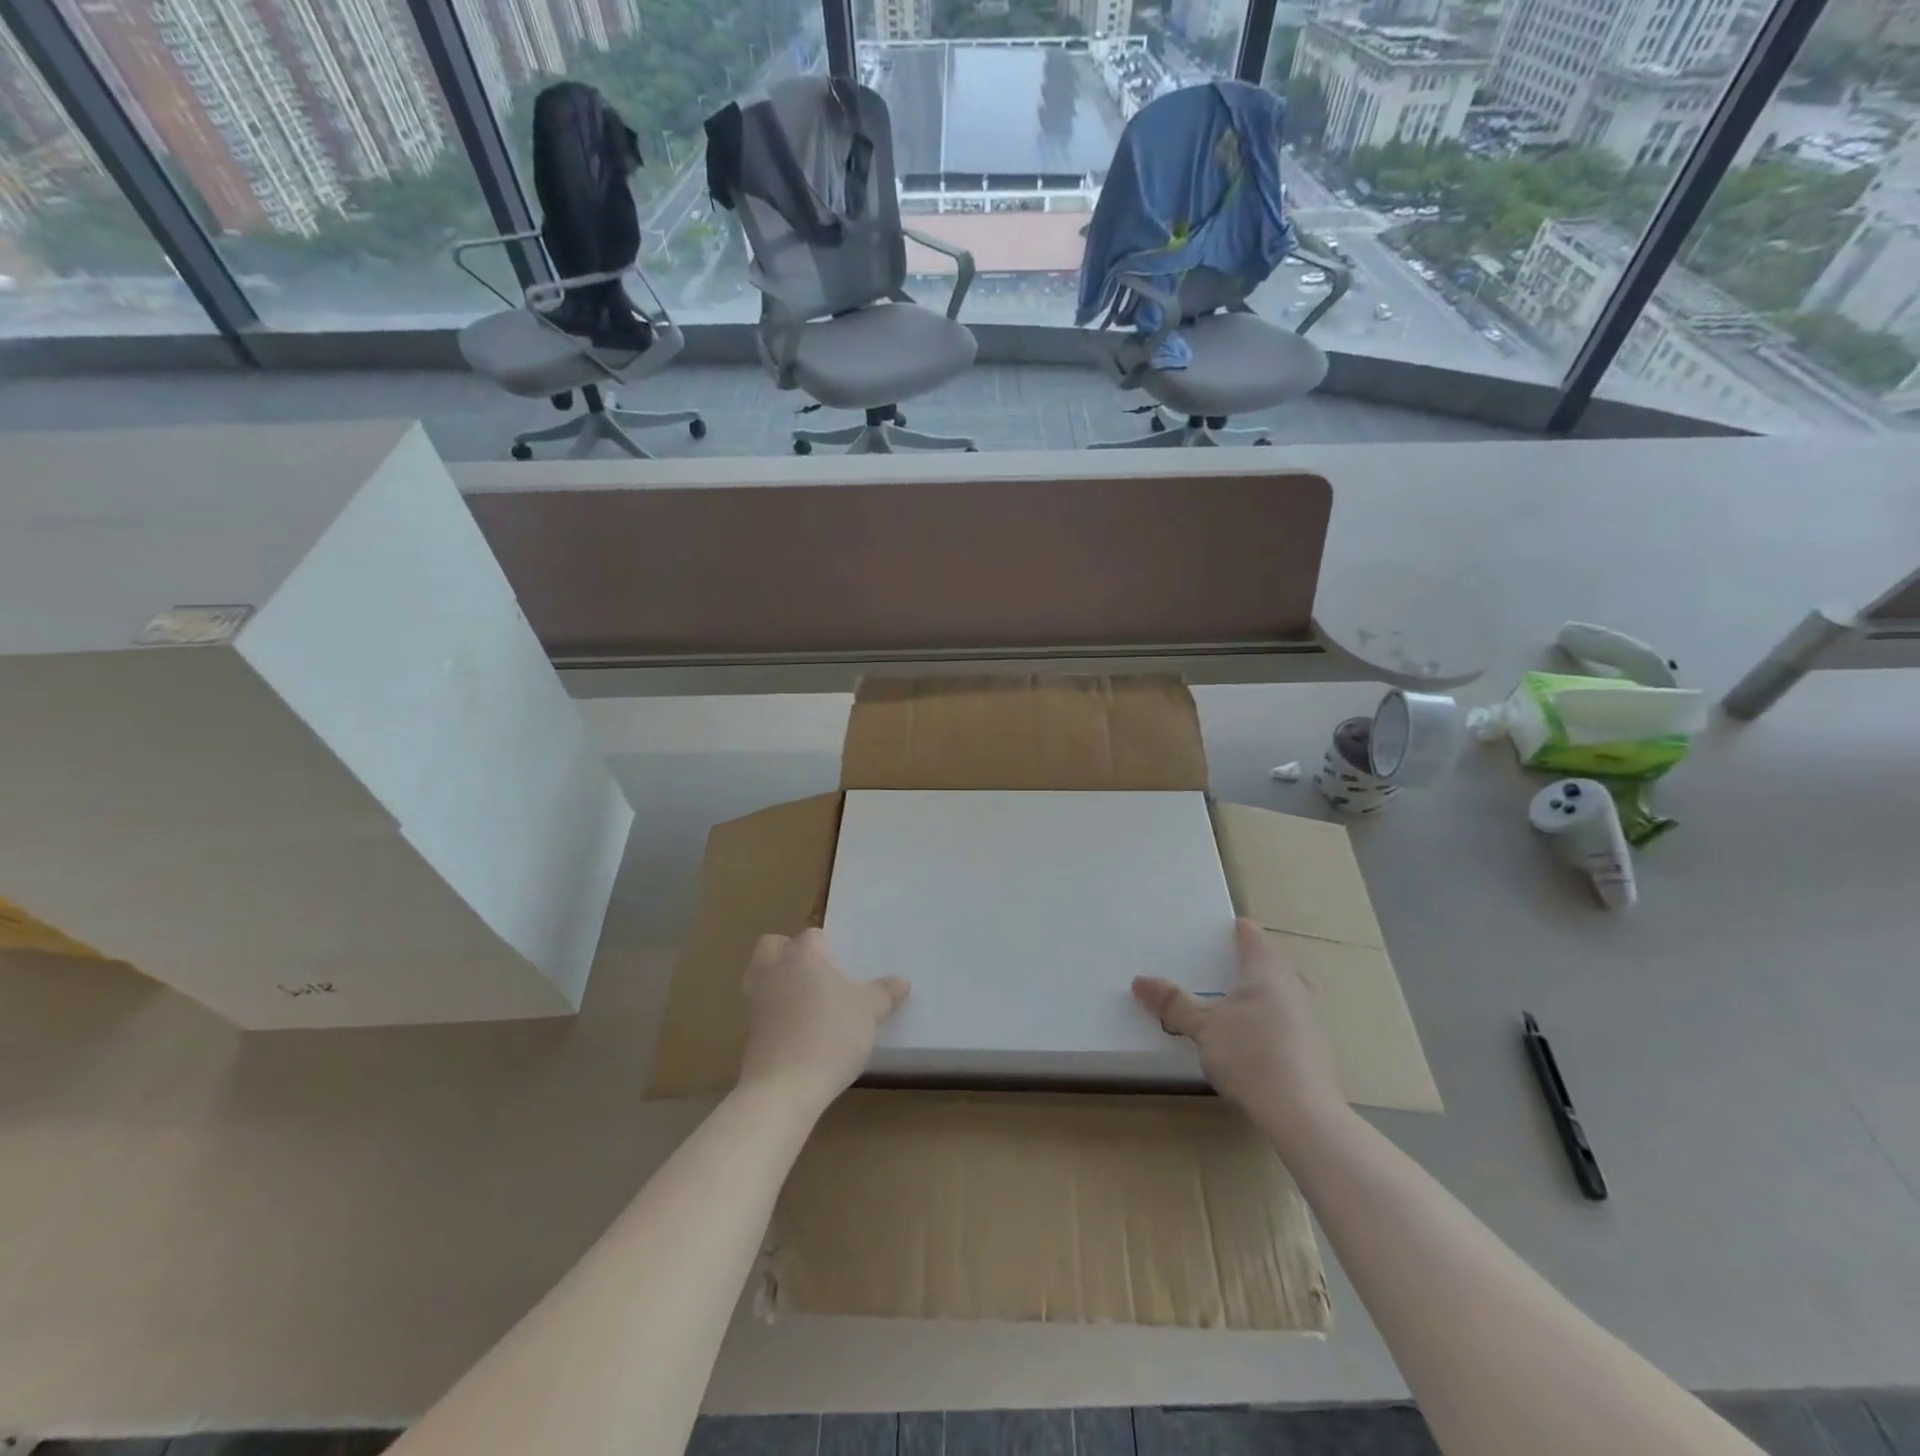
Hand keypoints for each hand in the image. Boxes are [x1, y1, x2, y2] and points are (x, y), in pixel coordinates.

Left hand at [738, 929, 908, 1113]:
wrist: (783, 1088)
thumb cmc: (830, 1036)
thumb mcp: (869, 1013)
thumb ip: (884, 993)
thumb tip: (902, 982)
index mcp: (803, 955)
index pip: (812, 936)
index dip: (827, 947)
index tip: (842, 966)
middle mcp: (774, 969)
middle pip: (773, 945)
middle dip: (789, 953)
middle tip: (815, 973)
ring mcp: (755, 1000)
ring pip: (761, 974)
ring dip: (777, 980)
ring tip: (805, 1001)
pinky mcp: (747, 1030)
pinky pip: (759, 1008)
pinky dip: (772, 1012)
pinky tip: (795, 1031)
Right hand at [1133, 919, 1345, 1147]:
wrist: (1303, 1114)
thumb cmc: (1250, 1054)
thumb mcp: (1202, 1027)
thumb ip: (1174, 1004)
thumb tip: (1139, 981)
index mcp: (1267, 973)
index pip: (1254, 937)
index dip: (1238, 930)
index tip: (1223, 929)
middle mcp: (1295, 989)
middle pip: (1280, 964)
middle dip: (1260, 963)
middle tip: (1235, 968)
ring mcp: (1312, 1022)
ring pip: (1293, 995)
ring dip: (1273, 996)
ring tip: (1245, 1007)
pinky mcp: (1318, 1054)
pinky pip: (1296, 1026)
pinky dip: (1279, 1026)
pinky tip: (1260, 1044)